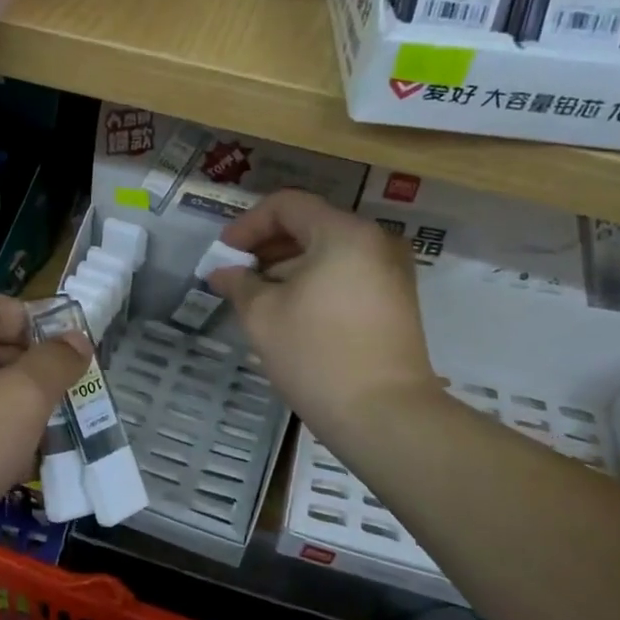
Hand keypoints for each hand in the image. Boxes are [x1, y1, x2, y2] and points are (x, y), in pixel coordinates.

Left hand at [0, 292, 89, 598]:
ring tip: (67, 431)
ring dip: (28, 412)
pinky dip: (7, 445)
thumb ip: (53, 364)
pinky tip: (36, 466)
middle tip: (78, 394)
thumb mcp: (18, 399)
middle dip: (38, 371)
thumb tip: (77, 342)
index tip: (73, 352)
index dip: (35, 321)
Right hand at [208, 189, 437, 446]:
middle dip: (267, 245)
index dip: (248, 224)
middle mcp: (375, 241)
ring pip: (329, 251)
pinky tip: (290, 310)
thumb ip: (239, 283)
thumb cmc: (316, 355)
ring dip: (289, 265)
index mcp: (344, 233)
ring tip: (257, 295)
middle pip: (311, 224)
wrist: (384, 415)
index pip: (287, 205)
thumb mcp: (263, 316)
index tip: (224, 253)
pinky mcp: (396, 301)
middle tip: (236, 273)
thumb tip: (223, 272)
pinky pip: (347, 274)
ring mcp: (391, 272)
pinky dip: (315, 281)